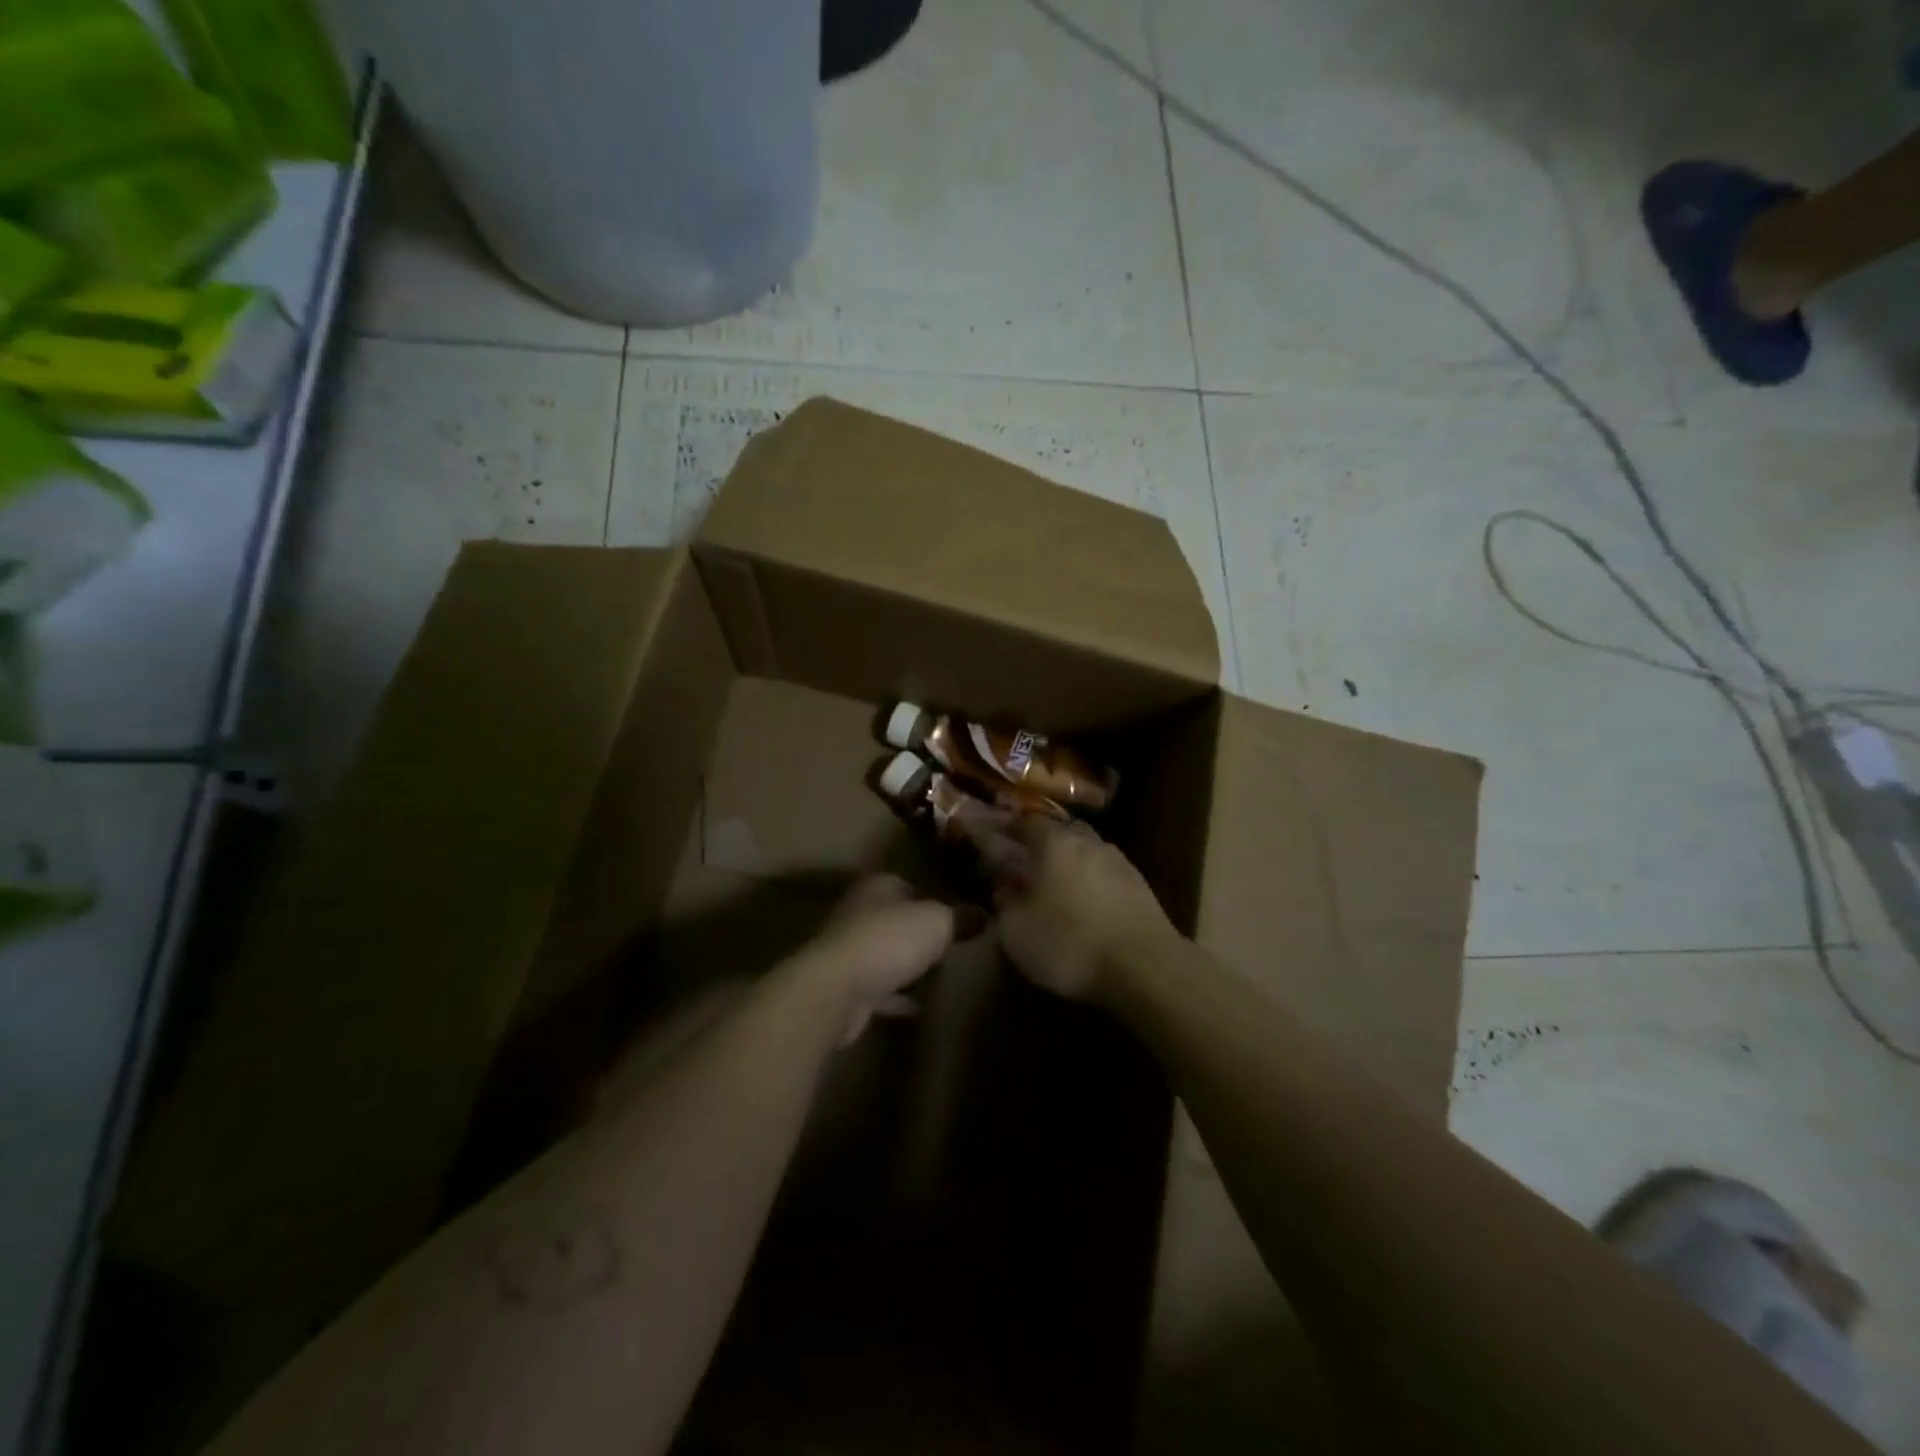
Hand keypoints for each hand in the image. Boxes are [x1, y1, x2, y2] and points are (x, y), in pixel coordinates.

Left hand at [801, 875, 955, 1044]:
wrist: (838, 989)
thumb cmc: (889, 940)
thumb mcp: (938, 921)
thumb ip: (960, 917)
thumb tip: (984, 914)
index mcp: (877, 886)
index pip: (906, 883)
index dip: (931, 897)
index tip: (954, 913)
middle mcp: (858, 913)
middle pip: (893, 918)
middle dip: (916, 931)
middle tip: (949, 944)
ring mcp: (848, 951)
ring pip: (883, 953)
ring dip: (903, 963)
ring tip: (937, 974)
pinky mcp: (846, 987)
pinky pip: (878, 989)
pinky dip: (896, 996)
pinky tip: (919, 1006)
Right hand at [992, 819, 1178, 1001]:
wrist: (1144, 968)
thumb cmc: (1069, 943)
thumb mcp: (1016, 931)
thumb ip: (1005, 904)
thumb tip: (1005, 889)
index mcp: (1055, 843)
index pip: (1028, 822)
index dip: (1012, 828)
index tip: (999, 838)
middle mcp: (1089, 843)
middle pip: (1064, 831)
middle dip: (1046, 843)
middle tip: (1030, 862)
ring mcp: (1120, 863)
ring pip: (1089, 852)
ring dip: (1074, 864)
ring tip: (1060, 887)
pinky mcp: (1142, 888)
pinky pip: (1108, 875)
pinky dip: (1095, 884)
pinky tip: (1088, 906)